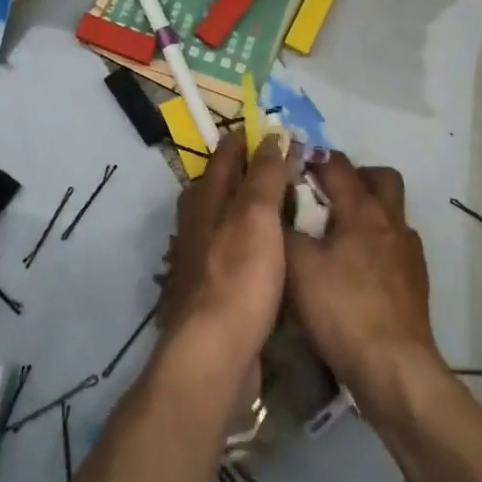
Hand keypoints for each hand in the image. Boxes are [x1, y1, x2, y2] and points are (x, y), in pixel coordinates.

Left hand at [162, 130, 290, 361]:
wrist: (214, 352)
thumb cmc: (238, 276)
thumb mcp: (256, 217)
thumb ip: (264, 176)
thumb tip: (271, 135)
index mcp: (204, 200)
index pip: (225, 156)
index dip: (246, 140)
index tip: (272, 129)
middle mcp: (197, 224)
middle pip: (220, 186)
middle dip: (246, 171)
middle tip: (283, 164)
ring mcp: (202, 258)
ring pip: (226, 219)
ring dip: (250, 206)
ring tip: (284, 203)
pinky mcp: (213, 289)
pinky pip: (234, 251)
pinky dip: (253, 240)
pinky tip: (273, 251)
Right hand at [284, 153, 437, 399]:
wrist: (394, 368)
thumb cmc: (341, 309)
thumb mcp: (296, 266)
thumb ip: (282, 230)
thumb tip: (272, 208)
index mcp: (362, 210)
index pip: (338, 165)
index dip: (313, 156)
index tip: (291, 159)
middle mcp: (391, 223)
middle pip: (381, 179)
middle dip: (355, 176)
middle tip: (325, 192)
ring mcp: (408, 253)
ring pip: (390, 214)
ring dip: (366, 212)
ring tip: (335, 234)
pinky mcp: (415, 283)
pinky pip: (394, 247)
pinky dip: (374, 246)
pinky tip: (353, 271)